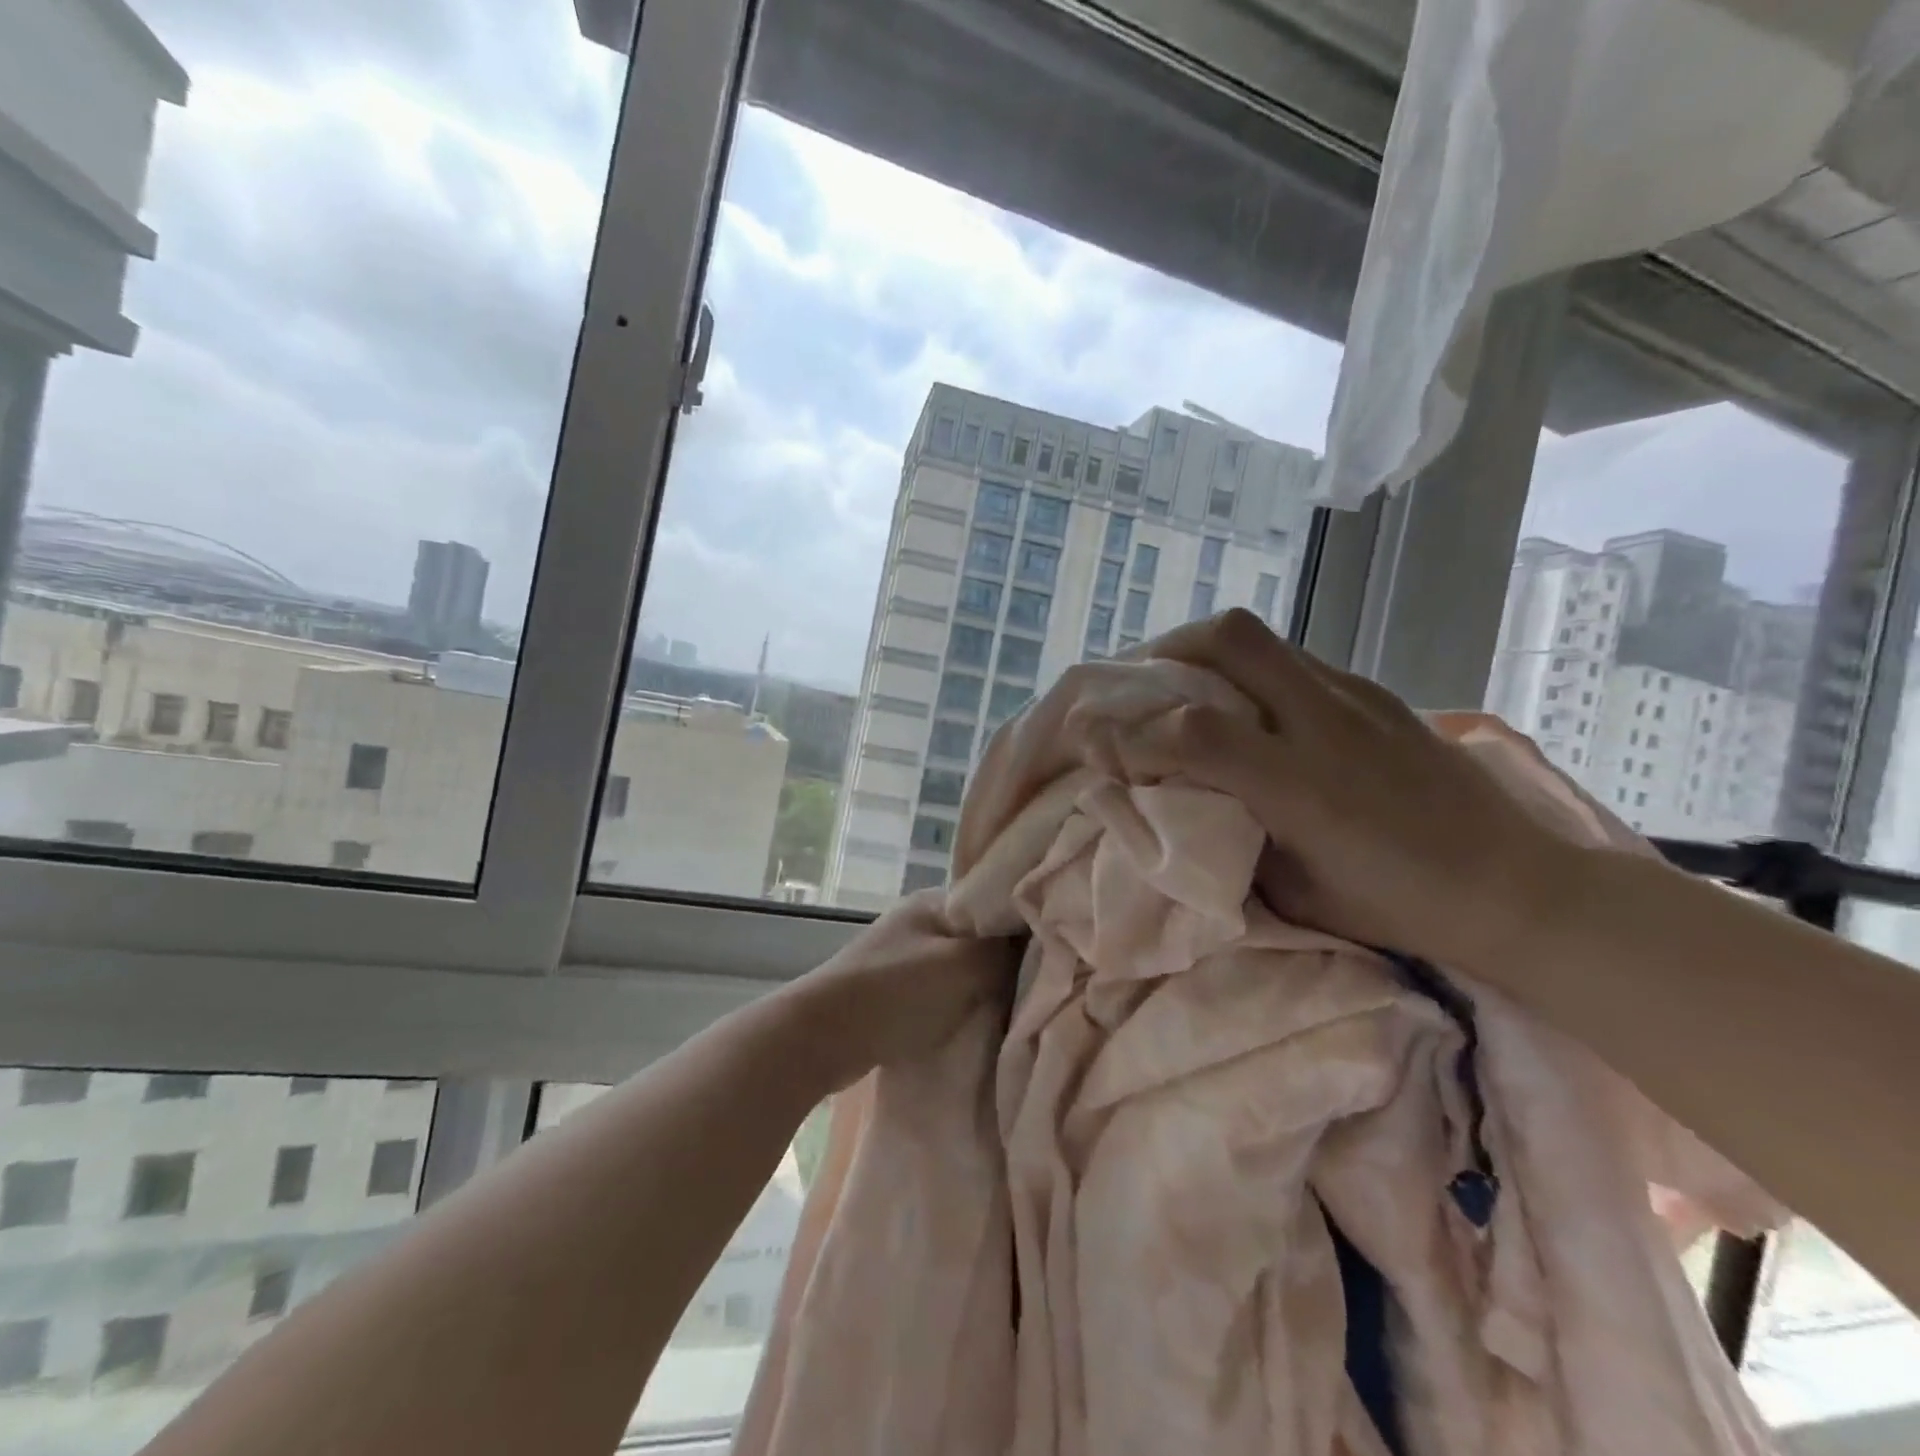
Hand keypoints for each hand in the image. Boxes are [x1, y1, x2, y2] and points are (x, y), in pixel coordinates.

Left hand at [778, 890, 1017, 1088]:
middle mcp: (920, 921)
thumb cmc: (895, 993)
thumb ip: (1004, 951)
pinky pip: (943, 991)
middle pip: (979, 937)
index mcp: (935, 901)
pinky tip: (979, 1021)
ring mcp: (905, 956)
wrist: (821, 1036)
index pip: (994, 902)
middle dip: (1006, 961)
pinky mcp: (895, 991)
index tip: (1057, 951)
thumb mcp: (961, 966)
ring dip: (983, 987)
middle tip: (1041, 986)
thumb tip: (1038, 938)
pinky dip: (960, 1004)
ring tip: (1016, 1007)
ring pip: (961, 967)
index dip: (1026, 925)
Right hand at [1120, 610, 1578, 977]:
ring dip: (1204, 652)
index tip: (1091, 742)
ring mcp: (1357, 697)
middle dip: (1164, 651)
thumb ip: (1233, 840)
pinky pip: (1295, 660)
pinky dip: (1251, 672)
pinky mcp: (1378, 693)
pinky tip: (1251, 708)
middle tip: (1138, 684)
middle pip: (1229, 640)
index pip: (1194, 734)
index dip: (1130, 736)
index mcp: (1302, 787)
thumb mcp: (1297, 894)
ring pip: (1262, 638)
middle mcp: (1325, 723)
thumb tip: (1181, 808)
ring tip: (1183, 685)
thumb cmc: (1400, 907)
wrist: (1520, 888)